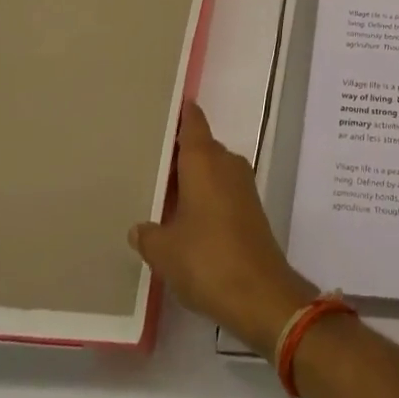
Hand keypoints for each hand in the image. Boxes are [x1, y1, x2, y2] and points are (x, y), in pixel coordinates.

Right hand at [131, 103, 316, 358]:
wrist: (259, 292)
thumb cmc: (206, 259)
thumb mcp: (165, 251)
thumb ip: (148, 234)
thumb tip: (140, 227)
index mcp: (205, 161)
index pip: (193, 123)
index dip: (181, 113)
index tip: (164, 105)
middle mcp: (226, 163)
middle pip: (200, 147)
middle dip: (178, 153)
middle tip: (147, 158)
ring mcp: (242, 185)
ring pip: (211, 170)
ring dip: (190, 178)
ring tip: (159, 192)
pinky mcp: (249, 208)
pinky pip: (220, 189)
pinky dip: (203, 196)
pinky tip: (184, 218)